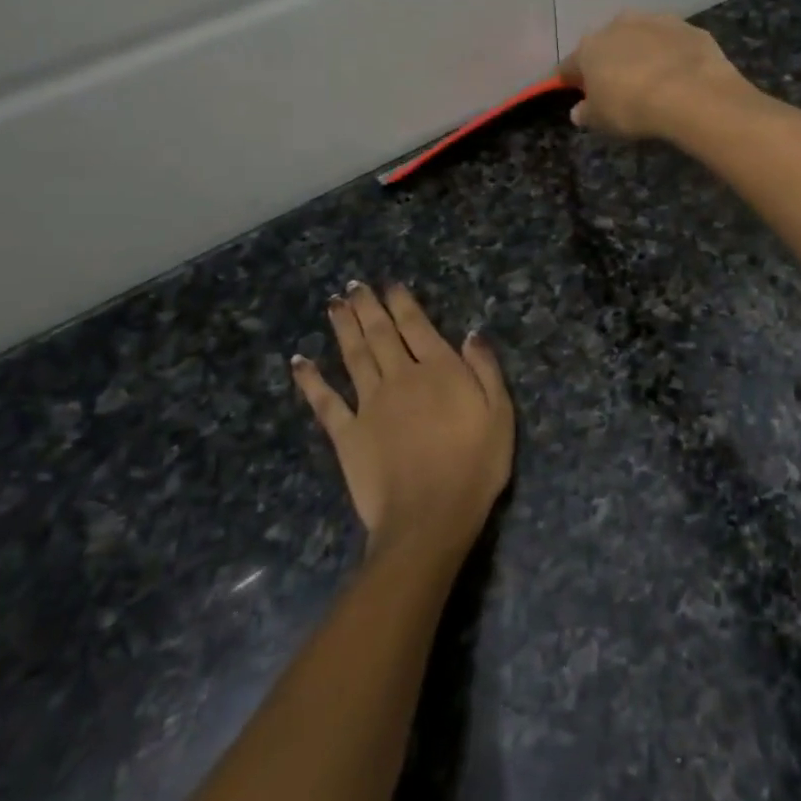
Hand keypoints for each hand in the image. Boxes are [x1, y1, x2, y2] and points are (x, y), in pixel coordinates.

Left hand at [292, 282, 513, 559]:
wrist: (430, 515)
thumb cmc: (475, 465)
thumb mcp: (500, 414)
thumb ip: (485, 369)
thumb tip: (471, 332)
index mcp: (439, 370)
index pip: (417, 325)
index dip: (402, 302)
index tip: (390, 284)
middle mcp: (400, 377)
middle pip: (380, 334)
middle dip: (367, 307)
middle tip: (353, 285)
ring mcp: (369, 404)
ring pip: (353, 355)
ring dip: (343, 328)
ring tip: (333, 304)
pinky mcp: (346, 433)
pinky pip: (325, 401)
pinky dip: (310, 380)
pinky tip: (300, 361)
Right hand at [560, 11, 752, 139]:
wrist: (691, 92)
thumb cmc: (632, 107)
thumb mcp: (601, 120)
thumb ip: (586, 113)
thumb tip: (578, 111)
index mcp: (590, 47)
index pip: (570, 65)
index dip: (570, 79)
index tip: (573, 90)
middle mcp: (619, 25)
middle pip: (607, 44)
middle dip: (609, 61)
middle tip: (617, 85)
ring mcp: (656, 21)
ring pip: (642, 37)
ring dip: (642, 53)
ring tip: (652, 79)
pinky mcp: (689, 28)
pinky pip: (674, 43)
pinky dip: (673, 55)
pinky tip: (681, 76)